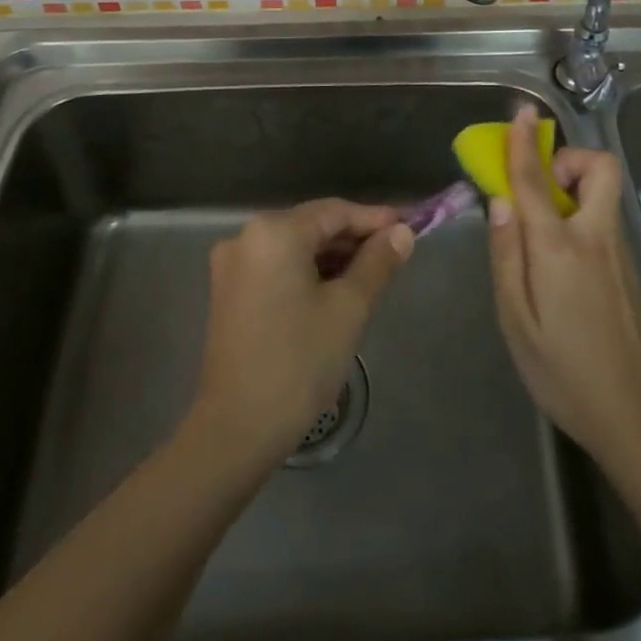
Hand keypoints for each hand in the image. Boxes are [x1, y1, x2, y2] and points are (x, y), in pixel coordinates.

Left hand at [190, 199, 413, 467]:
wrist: (238, 428)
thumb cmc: (299, 362)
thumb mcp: (348, 308)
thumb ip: (377, 263)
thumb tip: (402, 233)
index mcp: (274, 232)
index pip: (335, 212)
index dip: (375, 219)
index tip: (411, 227)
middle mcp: (246, 237)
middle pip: (312, 226)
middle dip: (355, 239)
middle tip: (396, 253)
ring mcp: (232, 265)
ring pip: (295, 247)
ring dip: (333, 257)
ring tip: (373, 273)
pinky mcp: (229, 292)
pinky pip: (277, 267)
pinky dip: (307, 272)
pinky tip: (336, 289)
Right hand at [488, 108, 640, 467]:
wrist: (636, 418)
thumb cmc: (563, 372)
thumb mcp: (516, 320)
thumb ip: (506, 255)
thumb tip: (500, 202)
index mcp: (560, 248)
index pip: (535, 181)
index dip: (523, 144)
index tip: (519, 114)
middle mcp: (596, 238)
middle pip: (600, 169)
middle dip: (570, 160)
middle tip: (541, 187)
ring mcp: (620, 253)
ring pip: (604, 193)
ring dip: (574, 186)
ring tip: (541, 226)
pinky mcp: (630, 269)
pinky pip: (605, 218)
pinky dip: (582, 212)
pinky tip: (560, 258)